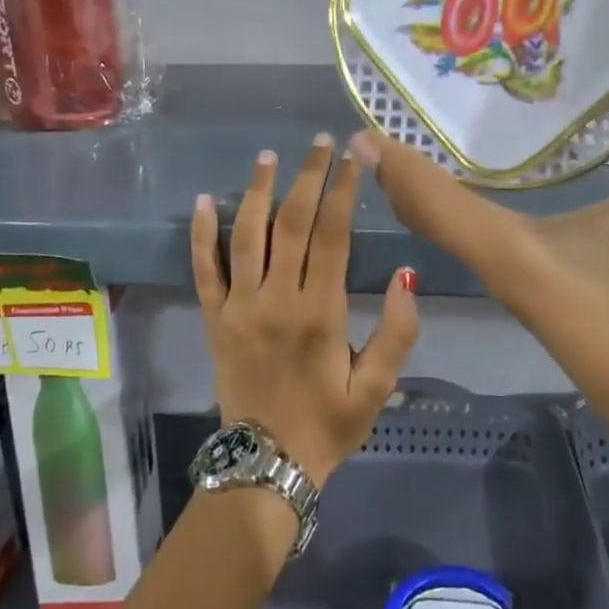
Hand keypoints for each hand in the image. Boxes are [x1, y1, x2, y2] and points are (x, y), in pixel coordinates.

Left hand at [191, 136, 419, 487]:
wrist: (266, 464)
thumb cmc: (329, 424)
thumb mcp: (377, 388)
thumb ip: (397, 332)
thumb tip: (407, 275)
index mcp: (320, 312)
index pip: (332, 235)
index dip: (342, 190)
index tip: (352, 156)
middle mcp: (277, 299)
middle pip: (291, 223)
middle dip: (307, 177)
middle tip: (318, 143)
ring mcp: (239, 306)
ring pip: (246, 236)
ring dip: (257, 192)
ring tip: (268, 157)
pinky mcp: (214, 319)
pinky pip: (203, 270)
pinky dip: (201, 234)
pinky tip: (204, 200)